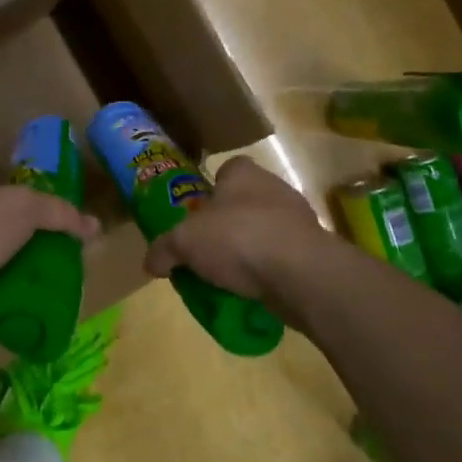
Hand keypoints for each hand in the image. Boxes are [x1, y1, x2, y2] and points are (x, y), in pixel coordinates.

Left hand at [0, 184, 98, 387]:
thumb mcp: (23, 206)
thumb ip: (58, 211)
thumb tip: (93, 227)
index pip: (3, 199)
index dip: (34, 208)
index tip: (64, 225)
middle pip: (7, 237)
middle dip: (37, 248)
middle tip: (71, 262)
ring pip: (4, 272)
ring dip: (30, 281)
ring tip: (65, 291)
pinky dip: (19, 309)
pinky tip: (42, 315)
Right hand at [141, 156, 323, 309]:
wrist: (299, 273)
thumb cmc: (237, 238)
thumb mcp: (184, 242)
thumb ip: (164, 249)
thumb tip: (150, 262)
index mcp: (243, 173)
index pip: (226, 170)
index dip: (210, 190)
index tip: (196, 214)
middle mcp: (273, 187)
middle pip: (243, 202)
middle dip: (226, 224)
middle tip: (205, 250)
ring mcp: (297, 218)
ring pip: (264, 230)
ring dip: (247, 249)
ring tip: (226, 276)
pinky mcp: (311, 250)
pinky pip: (280, 257)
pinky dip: (266, 271)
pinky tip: (251, 290)